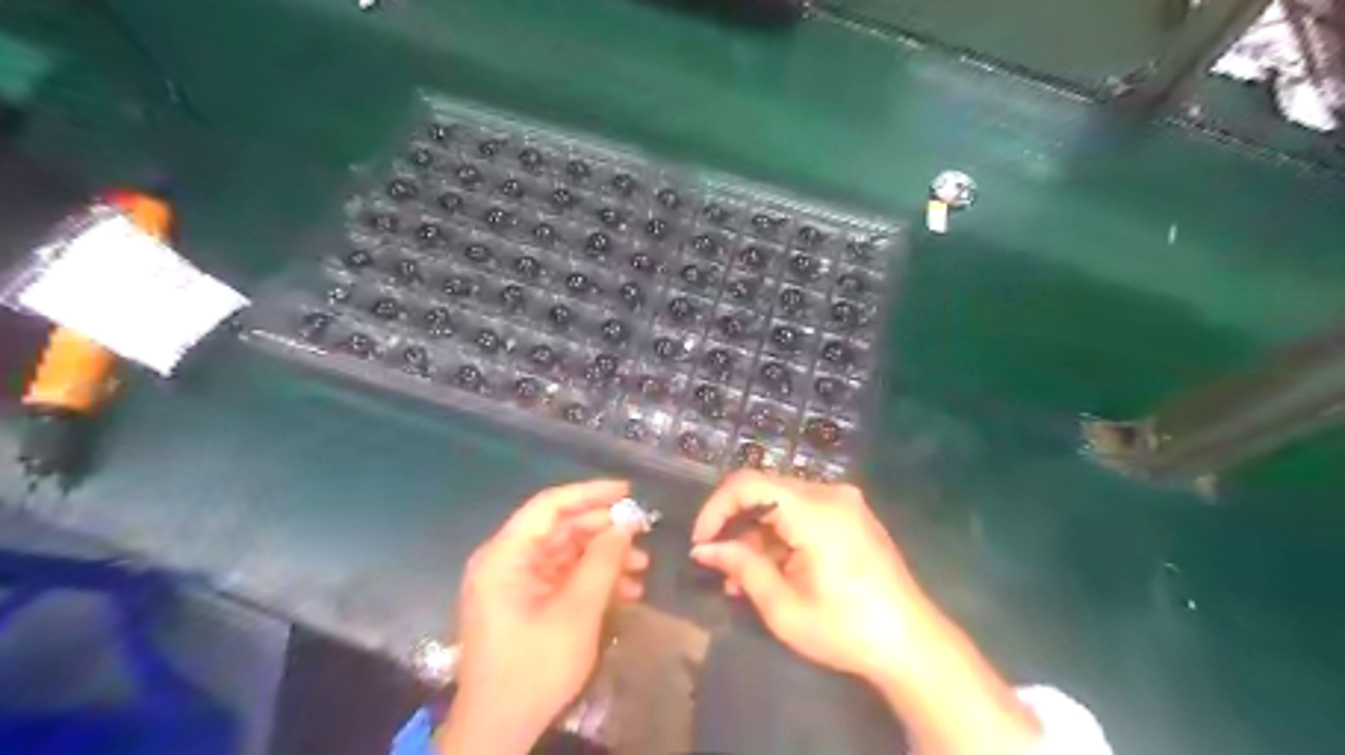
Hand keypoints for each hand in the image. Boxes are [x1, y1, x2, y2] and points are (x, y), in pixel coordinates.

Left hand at [439, 481, 647, 750]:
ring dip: (604, 558)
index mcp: (505, 555)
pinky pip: (563, 578)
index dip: (590, 493)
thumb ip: (602, 561)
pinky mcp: (526, 604)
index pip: (550, 505)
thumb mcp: (576, 611)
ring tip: (643, 568)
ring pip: (566, 554)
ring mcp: (515, 584)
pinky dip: (593, 581)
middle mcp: (506, 561)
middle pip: (560, 529)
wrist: (499, 731)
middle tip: (643, 533)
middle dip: (604, 531)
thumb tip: (626, 524)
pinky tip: (627, 590)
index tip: (628, 492)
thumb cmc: (534, 666)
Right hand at [687, 472, 931, 678]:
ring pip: (782, 504)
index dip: (716, 508)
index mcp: (814, 509)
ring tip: (742, 580)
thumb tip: (704, 549)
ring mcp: (844, 502)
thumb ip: (741, 568)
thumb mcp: (783, 607)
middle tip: (719, 565)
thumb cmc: (846, 629)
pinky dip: (781, 536)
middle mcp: (830, 493)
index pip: (747, 484)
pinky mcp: (851, 515)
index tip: (701, 543)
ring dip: (757, 535)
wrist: (912, 645)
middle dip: (736, 526)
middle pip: (764, 491)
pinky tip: (772, 570)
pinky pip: (803, 513)